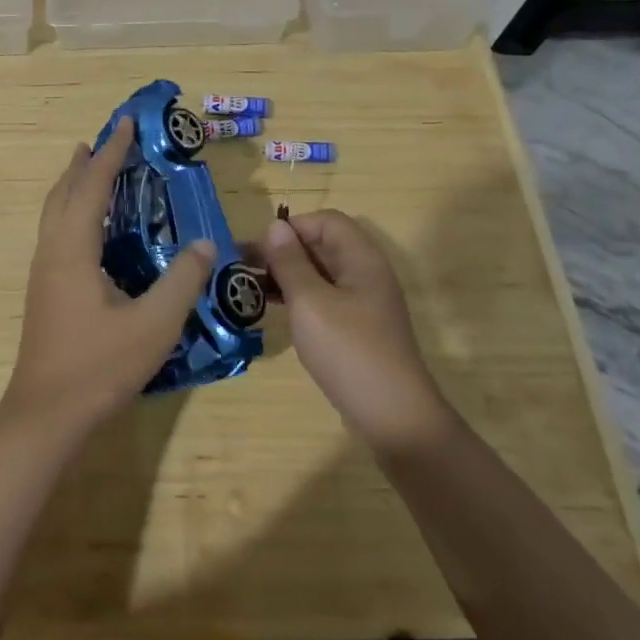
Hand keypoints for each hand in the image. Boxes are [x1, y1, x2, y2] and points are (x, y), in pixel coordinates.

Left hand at [0, 118, 214, 439]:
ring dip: (74, 185)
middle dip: (85, 162)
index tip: (125, 122)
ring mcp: (44, 271)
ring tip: (93, 170)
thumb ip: (182, 281)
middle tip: (106, 140)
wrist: (46, 416)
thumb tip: (205, 243)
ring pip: (55, 212)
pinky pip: (57, 231)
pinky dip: (72, 210)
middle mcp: (52, 251)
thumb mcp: (153, 325)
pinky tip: (91, 229)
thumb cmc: (98, 366)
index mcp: (74, 248)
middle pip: (64, 191)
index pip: (93, 185)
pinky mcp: (44, 290)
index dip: (111, 152)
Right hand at [262, 211, 447, 457]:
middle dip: (284, 251)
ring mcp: (363, 303)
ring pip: (320, 273)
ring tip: (252, 287)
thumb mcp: (311, 303)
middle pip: (322, 245)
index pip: (326, 221)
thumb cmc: (349, 351)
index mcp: (362, 259)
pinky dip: (299, 297)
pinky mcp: (357, 328)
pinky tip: (275, 309)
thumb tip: (275, 227)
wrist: (394, 418)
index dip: (292, 227)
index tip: (260, 248)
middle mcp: (366, 274)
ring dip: (287, 275)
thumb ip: (290, 262)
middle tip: (245, 267)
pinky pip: (324, 298)